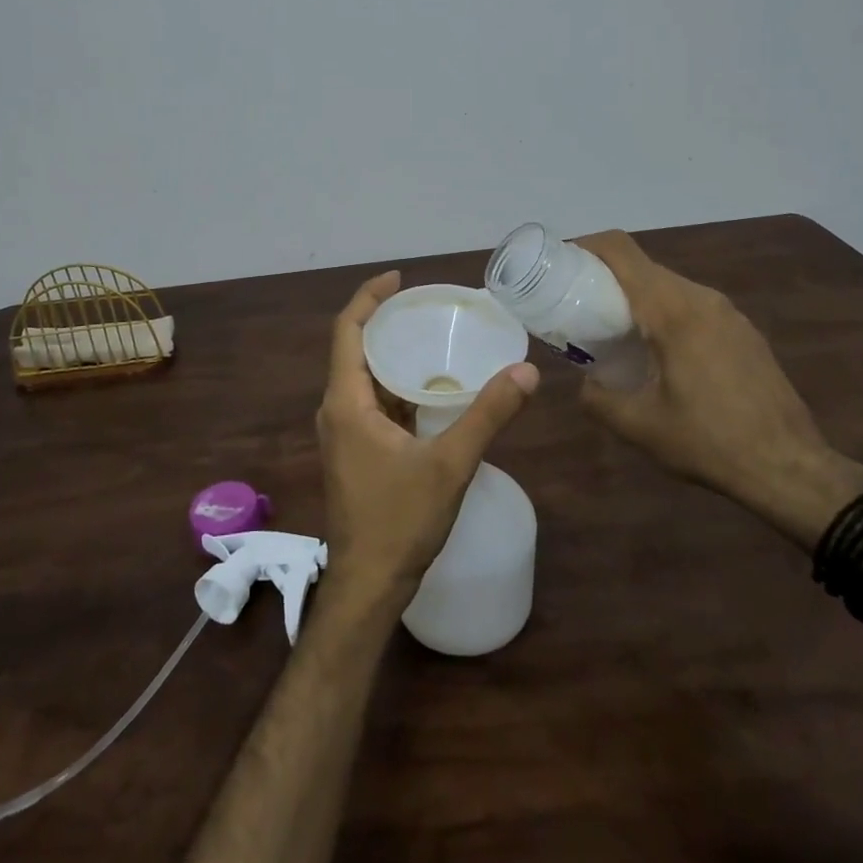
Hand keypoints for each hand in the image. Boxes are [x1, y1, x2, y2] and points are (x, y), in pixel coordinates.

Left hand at [316, 272, 538, 607]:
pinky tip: (430, 390)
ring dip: (391, 355)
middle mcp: (336, 409)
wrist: (369, 585)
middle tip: (426, 305)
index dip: (369, 297)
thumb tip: (526, 373)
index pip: (348, 330)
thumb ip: (487, 415)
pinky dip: (395, 386)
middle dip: (385, 322)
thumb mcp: (450, 464)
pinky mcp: (353, 451)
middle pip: (355, 349)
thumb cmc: (400, 521)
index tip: (399, 278)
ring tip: (431, 337)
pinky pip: (371, 402)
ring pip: (363, 378)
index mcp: (346, 401)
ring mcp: (343, 432)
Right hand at [574, 231, 862, 546]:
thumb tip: (583, 382)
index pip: (621, 251)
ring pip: (668, 285)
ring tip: (613, 330)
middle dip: (604, 276)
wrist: (792, 469)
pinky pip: (692, 305)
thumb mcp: (638, 425)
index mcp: (672, 309)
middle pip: (642, 266)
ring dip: (635, 297)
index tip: (558, 264)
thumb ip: (596, 397)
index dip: (584, 246)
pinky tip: (657, 352)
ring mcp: (728, 313)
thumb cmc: (709, 441)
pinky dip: (663, 312)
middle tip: (576, 305)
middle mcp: (701, 298)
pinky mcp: (743, 331)